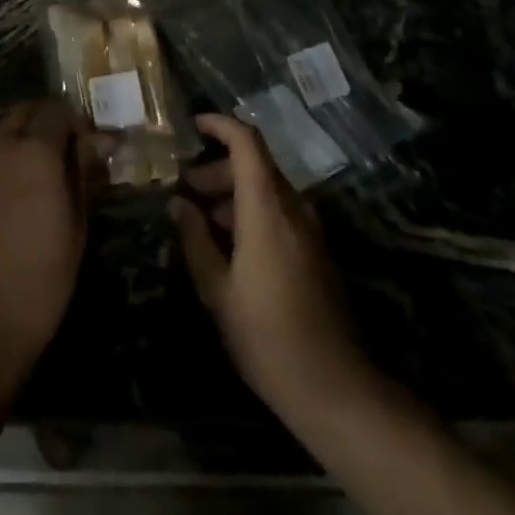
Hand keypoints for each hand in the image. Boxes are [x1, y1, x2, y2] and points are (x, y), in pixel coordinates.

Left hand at [0, 98, 106, 391]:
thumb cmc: (39, 280)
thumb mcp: (76, 227)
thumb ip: (85, 174)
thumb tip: (103, 141)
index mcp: (33, 150)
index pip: (58, 109)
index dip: (79, 122)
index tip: (94, 147)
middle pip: (26, 112)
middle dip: (50, 123)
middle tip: (73, 154)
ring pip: (4, 132)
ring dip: (27, 140)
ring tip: (49, 176)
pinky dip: (7, 160)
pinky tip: (20, 195)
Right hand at [171, 114, 375, 430]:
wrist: (336, 389)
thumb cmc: (266, 337)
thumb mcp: (217, 290)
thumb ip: (195, 239)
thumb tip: (178, 204)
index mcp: (267, 208)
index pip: (247, 142)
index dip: (220, 125)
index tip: (192, 126)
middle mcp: (293, 208)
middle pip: (255, 165)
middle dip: (217, 168)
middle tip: (185, 190)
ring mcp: (310, 230)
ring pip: (267, 188)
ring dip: (233, 192)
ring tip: (202, 220)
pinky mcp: (317, 252)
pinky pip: (281, 212)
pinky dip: (252, 211)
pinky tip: (230, 245)